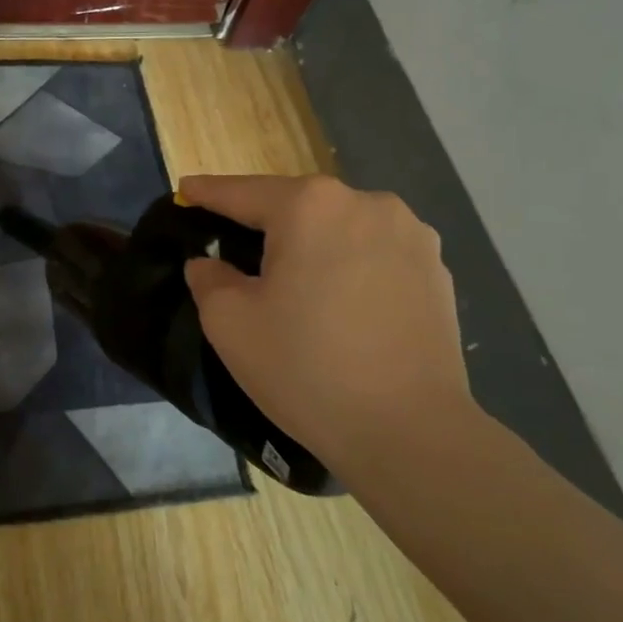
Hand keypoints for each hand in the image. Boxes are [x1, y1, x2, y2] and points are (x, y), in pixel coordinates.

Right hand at [181, 175, 473, 468]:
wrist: (409, 431)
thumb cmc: (307, 368)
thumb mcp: (230, 324)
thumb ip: (209, 279)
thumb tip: (211, 263)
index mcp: (310, 206)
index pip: (243, 192)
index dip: (208, 193)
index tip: (185, 190)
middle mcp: (366, 203)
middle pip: (297, 206)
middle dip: (266, 224)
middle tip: (238, 251)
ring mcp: (411, 234)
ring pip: (340, 228)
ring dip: (313, 245)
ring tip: (298, 284)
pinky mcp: (437, 269)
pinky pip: (376, 253)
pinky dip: (351, 266)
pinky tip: (343, 304)